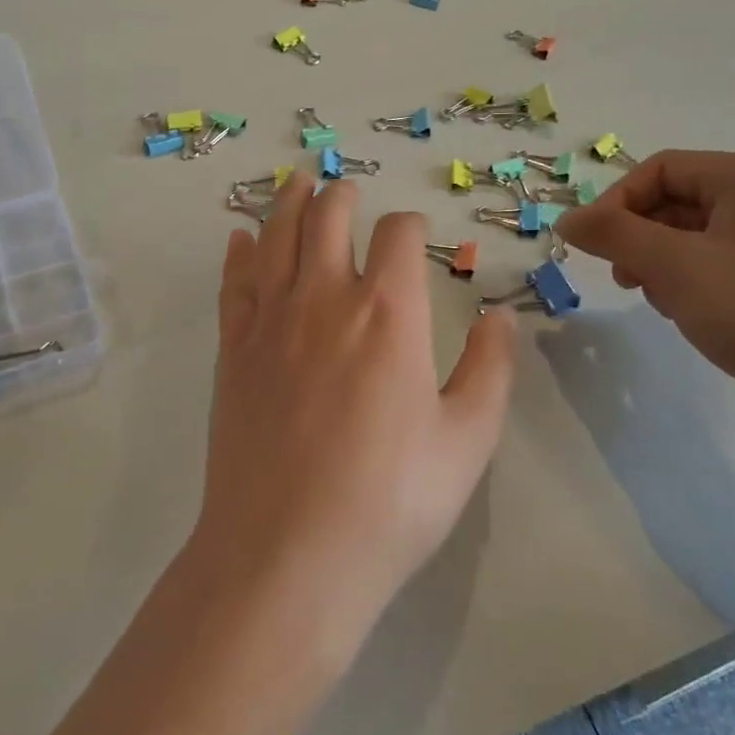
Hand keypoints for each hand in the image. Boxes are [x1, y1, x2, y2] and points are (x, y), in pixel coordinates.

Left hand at [197, 174, 516, 657]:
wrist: (287, 554)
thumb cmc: (390, 500)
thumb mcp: (467, 440)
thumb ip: (490, 369)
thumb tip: (502, 316)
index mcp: (389, 313)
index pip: (398, 235)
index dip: (411, 226)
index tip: (417, 236)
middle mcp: (325, 299)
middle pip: (328, 217)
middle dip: (343, 195)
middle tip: (348, 188)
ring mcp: (270, 322)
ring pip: (276, 236)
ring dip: (288, 202)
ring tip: (296, 180)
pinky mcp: (232, 352)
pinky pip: (234, 284)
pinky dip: (239, 253)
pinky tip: (239, 237)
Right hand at [556, 151, 734, 400]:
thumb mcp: (672, 265)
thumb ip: (612, 234)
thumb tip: (566, 218)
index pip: (660, 168)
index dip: (617, 202)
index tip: (594, 246)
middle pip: (674, 200)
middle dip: (640, 238)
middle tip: (626, 280)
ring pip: (690, 235)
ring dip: (660, 264)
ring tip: (663, 302)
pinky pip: (715, 261)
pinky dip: (688, 281)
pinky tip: (690, 313)